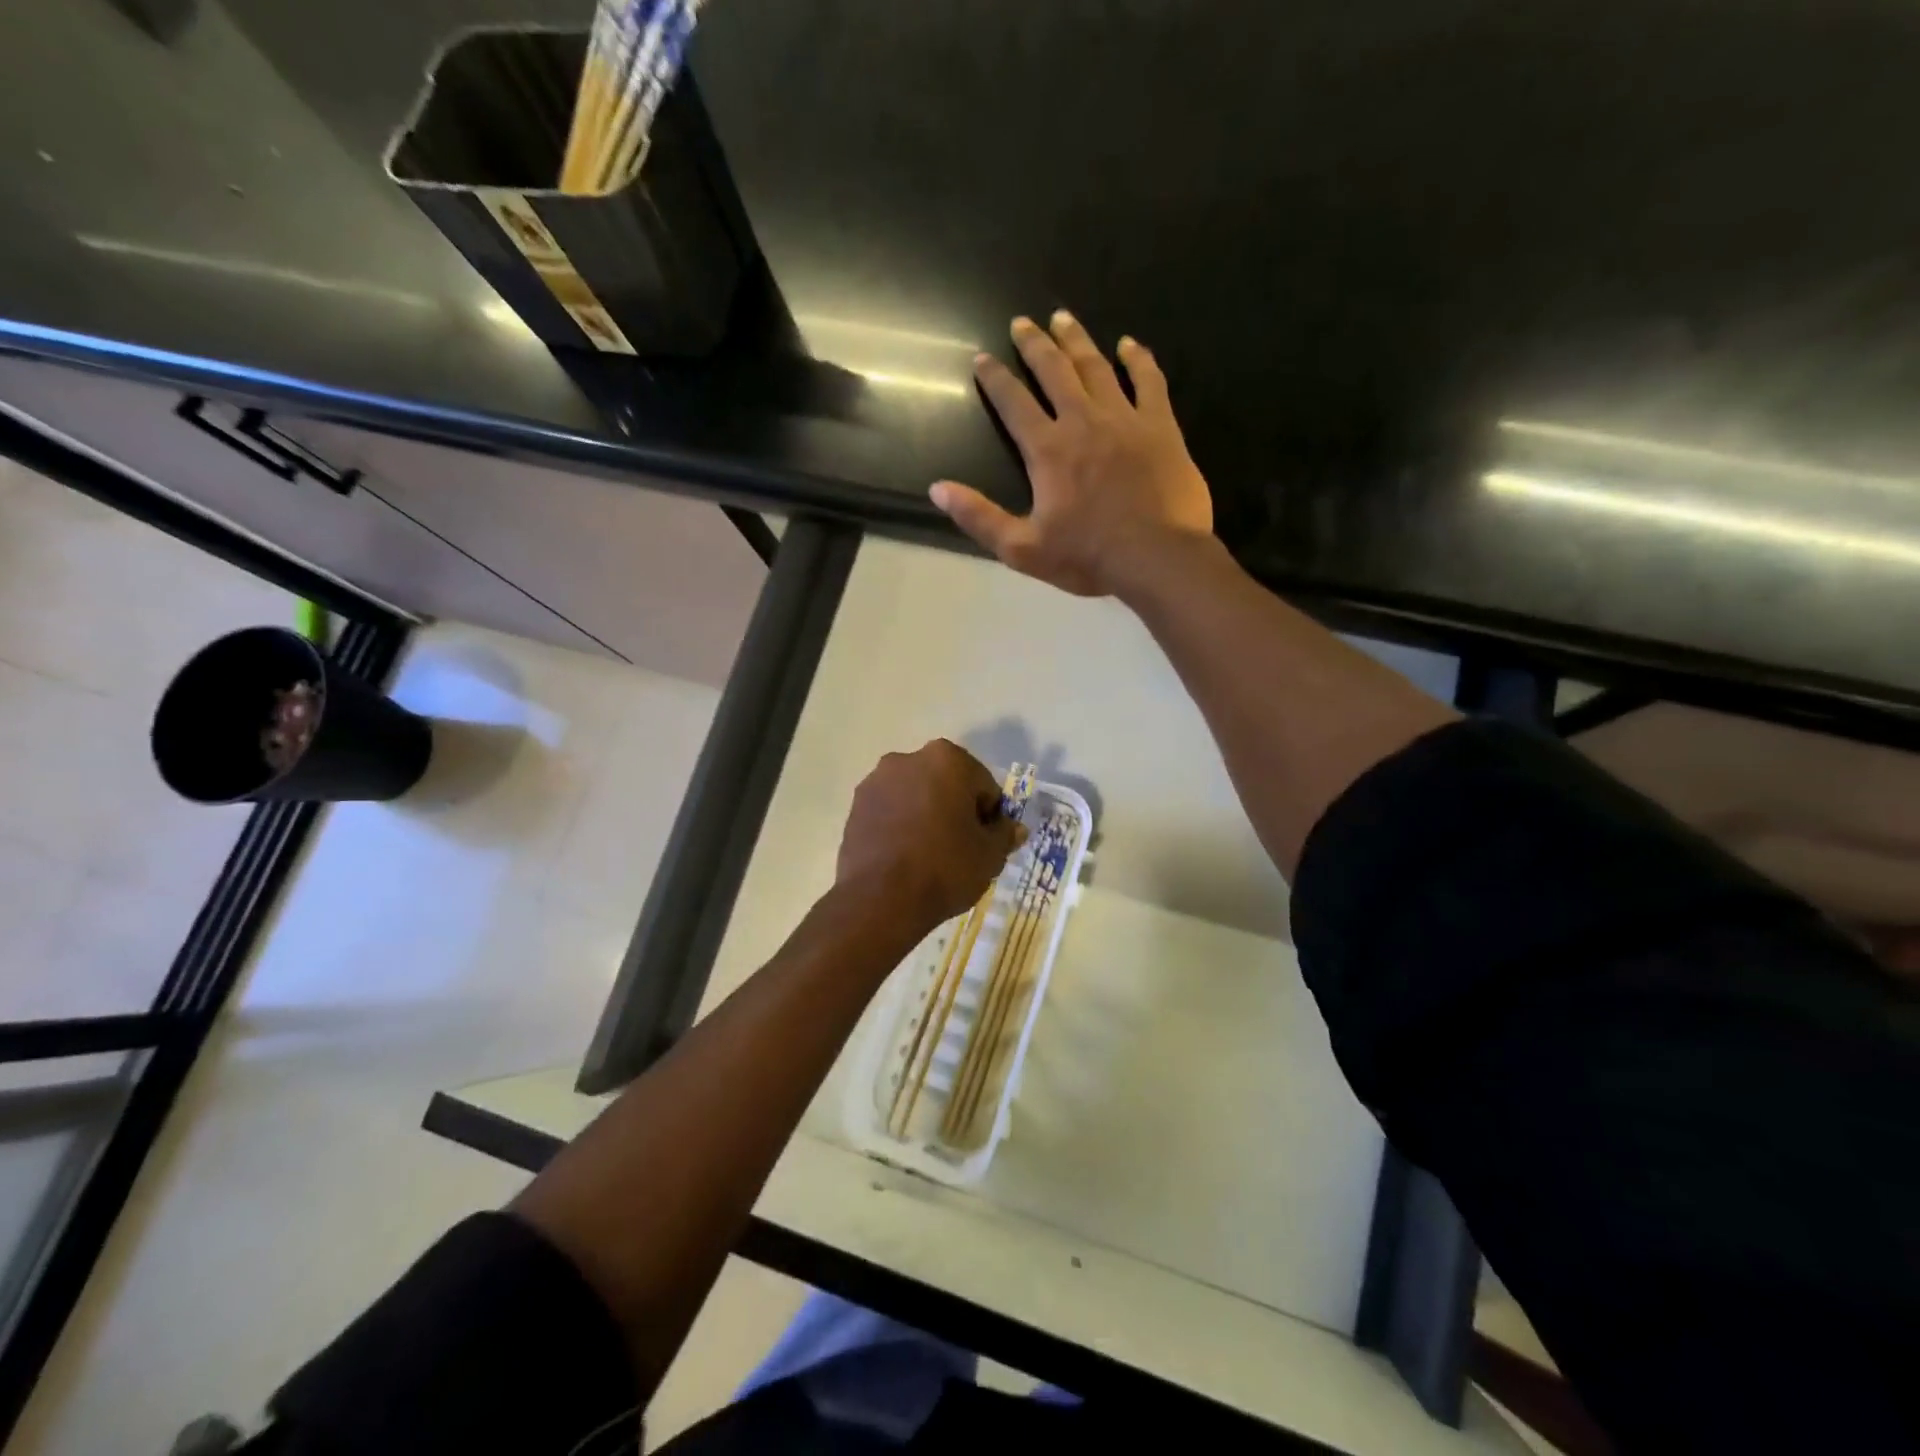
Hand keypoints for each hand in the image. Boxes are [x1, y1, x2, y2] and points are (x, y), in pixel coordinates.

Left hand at [835, 740, 1024, 934]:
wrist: (880, 900)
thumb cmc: (945, 868)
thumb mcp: (990, 855)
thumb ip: (1004, 834)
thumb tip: (1014, 828)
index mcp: (947, 759)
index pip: (984, 786)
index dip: (989, 816)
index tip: (984, 843)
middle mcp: (908, 759)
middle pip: (946, 784)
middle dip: (955, 809)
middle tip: (960, 848)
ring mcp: (876, 781)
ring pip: (915, 796)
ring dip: (926, 814)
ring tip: (929, 855)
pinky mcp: (855, 806)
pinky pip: (890, 811)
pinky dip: (900, 825)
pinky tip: (904, 857)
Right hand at [930, 310, 1213, 597]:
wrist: (1156, 557)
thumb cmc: (1087, 557)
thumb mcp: (1022, 549)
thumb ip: (979, 517)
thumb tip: (938, 489)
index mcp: (1048, 450)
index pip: (1014, 403)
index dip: (995, 378)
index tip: (982, 358)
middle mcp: (1083, 421)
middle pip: (1054, 371)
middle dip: (1034, 345)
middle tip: (1022, 322)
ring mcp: (1125, 419)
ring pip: (1096, 367)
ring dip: (1077, 340)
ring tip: (1063, 318)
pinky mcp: (1160, 426)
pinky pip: (1149, 381)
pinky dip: (1138, 360)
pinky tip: (1130, 345)